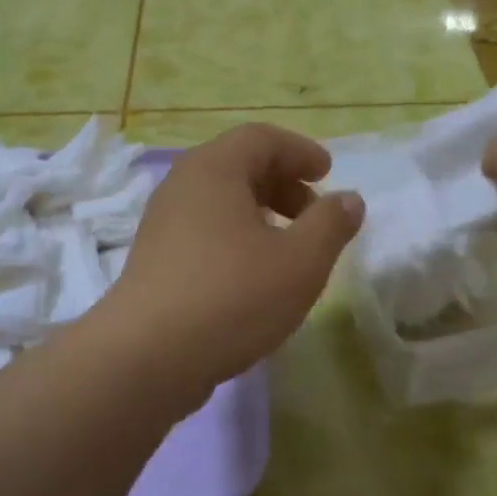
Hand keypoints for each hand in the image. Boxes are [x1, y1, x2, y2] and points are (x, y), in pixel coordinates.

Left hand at [105, 124, 363, 394]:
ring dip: (260, 213)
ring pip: (220, 201)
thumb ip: (331, 224)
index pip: (261, 138)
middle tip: (313, 215)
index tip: (327, 174)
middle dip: (283, 183)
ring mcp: (162, 224)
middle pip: (238, 165)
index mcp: (214, 169)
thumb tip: (349, 199)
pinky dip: (236, 236)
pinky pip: (204, 230)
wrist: (147, 358)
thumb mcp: (300, 261)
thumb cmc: (232, 297)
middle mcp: (182, 186)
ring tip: (288, 248)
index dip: (300, 151)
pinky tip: (253, 276)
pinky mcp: (155, 259)